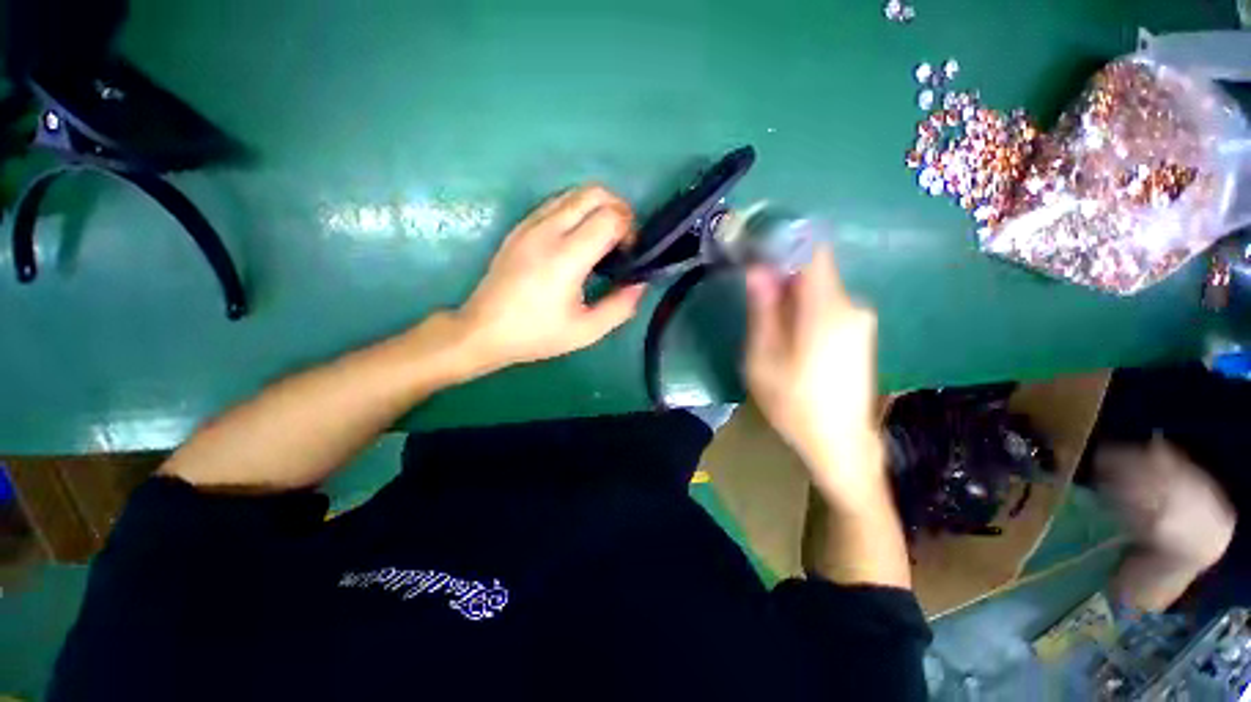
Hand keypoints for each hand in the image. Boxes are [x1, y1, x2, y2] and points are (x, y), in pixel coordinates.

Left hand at [454, 185, 646, 372]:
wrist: (484, 329)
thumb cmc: (537, 334)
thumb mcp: (587, 331)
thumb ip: (620, 307)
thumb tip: (640, 283)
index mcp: (566, 258)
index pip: (610, 217)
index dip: (629, 230)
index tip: (628, 254)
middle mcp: (547, 231)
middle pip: (595, 192)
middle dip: (619, 209)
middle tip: (621, 241)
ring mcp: (530, 224)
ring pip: (575, 192)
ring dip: (598, 207)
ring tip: (601, 239)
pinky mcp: (520, 225)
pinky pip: (556, 202)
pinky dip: (577, 210)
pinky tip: (576, 239)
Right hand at [743, 244, 883, 504]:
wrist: (841, 445)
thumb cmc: (794, 402)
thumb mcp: (763, 357)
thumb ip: (763, 309)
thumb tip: (757, 269)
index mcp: (827, 308)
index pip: (812, 250)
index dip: (784, 241)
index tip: (755, 246)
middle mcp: (851, 305)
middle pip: (814, 270)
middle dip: (781, 275)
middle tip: (753, 295)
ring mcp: (860, 320)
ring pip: (819, 290)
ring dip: (791, 296)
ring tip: (768, 325)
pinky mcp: (860, 333)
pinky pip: (828, 306)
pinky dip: (805, 309)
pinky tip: (791, 338)